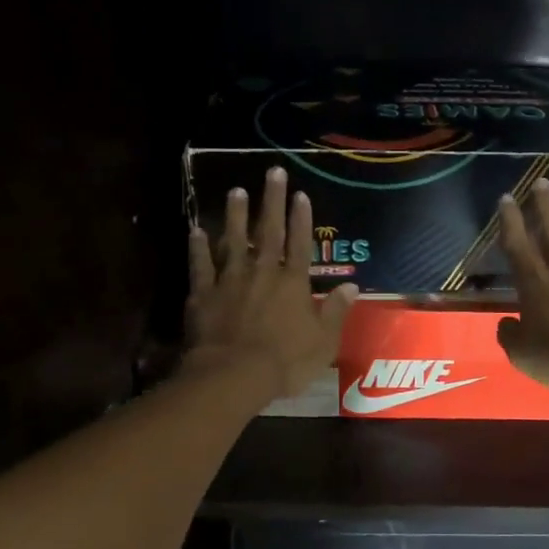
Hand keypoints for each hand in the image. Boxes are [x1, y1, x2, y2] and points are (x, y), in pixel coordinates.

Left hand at [183, 166, 358, 400]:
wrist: (233, 375)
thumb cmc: (285, 361)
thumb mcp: (323, 341)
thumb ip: (336, 311)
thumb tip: (352, 287)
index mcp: (293, 283)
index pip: (300, 243)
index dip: (301, 218)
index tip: (300, 193)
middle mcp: (263, 272)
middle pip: (268, 231)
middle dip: (272, 200)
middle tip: (272, 172)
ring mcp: (230, 280)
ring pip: (233, 240)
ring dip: (235, 215)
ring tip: (236, 191)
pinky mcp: (204, 294)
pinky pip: (201, 265)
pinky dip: (198, 248)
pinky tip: (195, 230)